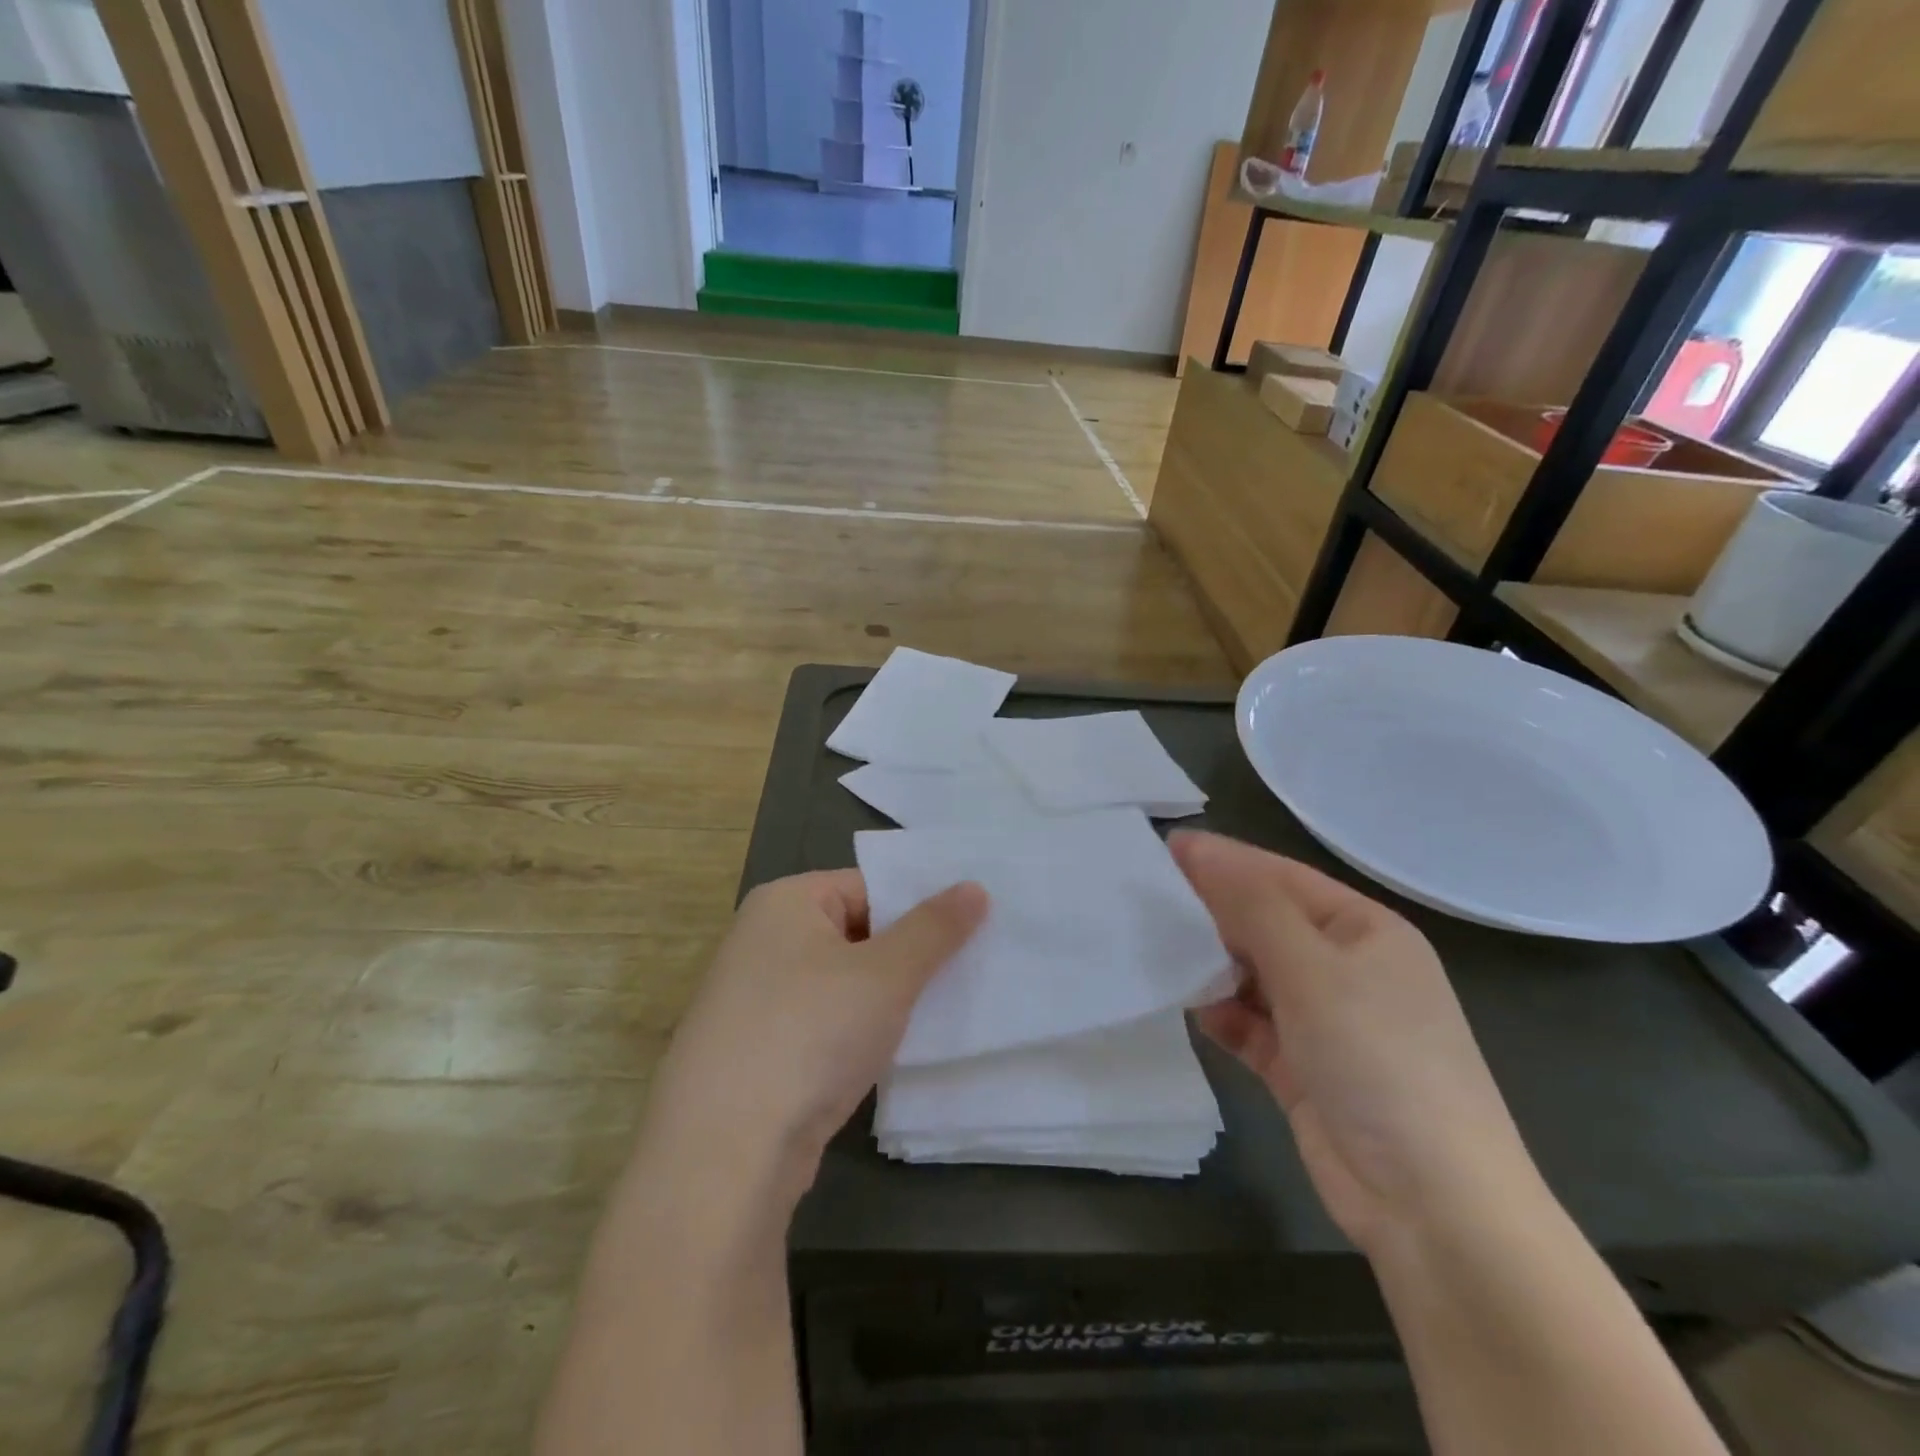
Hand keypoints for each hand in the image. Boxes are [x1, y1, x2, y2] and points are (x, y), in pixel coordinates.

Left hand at [636, 870, 987, 1211]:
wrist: (725, 1155)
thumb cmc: (811, 1035)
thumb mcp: (887, 974)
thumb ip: (934, 928)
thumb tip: (973, 887)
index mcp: (784, 902)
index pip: (868, 885)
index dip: (918, 906)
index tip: (971, 930)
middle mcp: (761, 940)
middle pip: (855, 932)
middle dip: (907, 956)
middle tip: (967, 971)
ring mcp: (753, 999)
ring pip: (841, 983)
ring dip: (885, 999)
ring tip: (942, 1012)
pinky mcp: (756, 1052)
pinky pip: (822, 1024)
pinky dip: (856, 1033)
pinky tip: (893, 1053)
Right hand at [1173, 832, 1543, 1257]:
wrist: (1433, 1208)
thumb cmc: (1378, 1061)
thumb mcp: (1312, 970)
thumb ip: (1250, 905)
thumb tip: (1198, 848)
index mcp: (1365, 931)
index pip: (1281, 878)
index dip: (1224, 860)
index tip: (1162, 848)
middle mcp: (1347, 969)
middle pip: (1266, 924)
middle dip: (1212, 913)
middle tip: (1147, 901)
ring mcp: (1326, 1021)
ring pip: (1253, 974)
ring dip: (1213, 966)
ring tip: (1158, 953)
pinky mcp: (1302, 1067)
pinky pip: (1250, 1024)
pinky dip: (1223, 1015)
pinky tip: (1195, 1011)